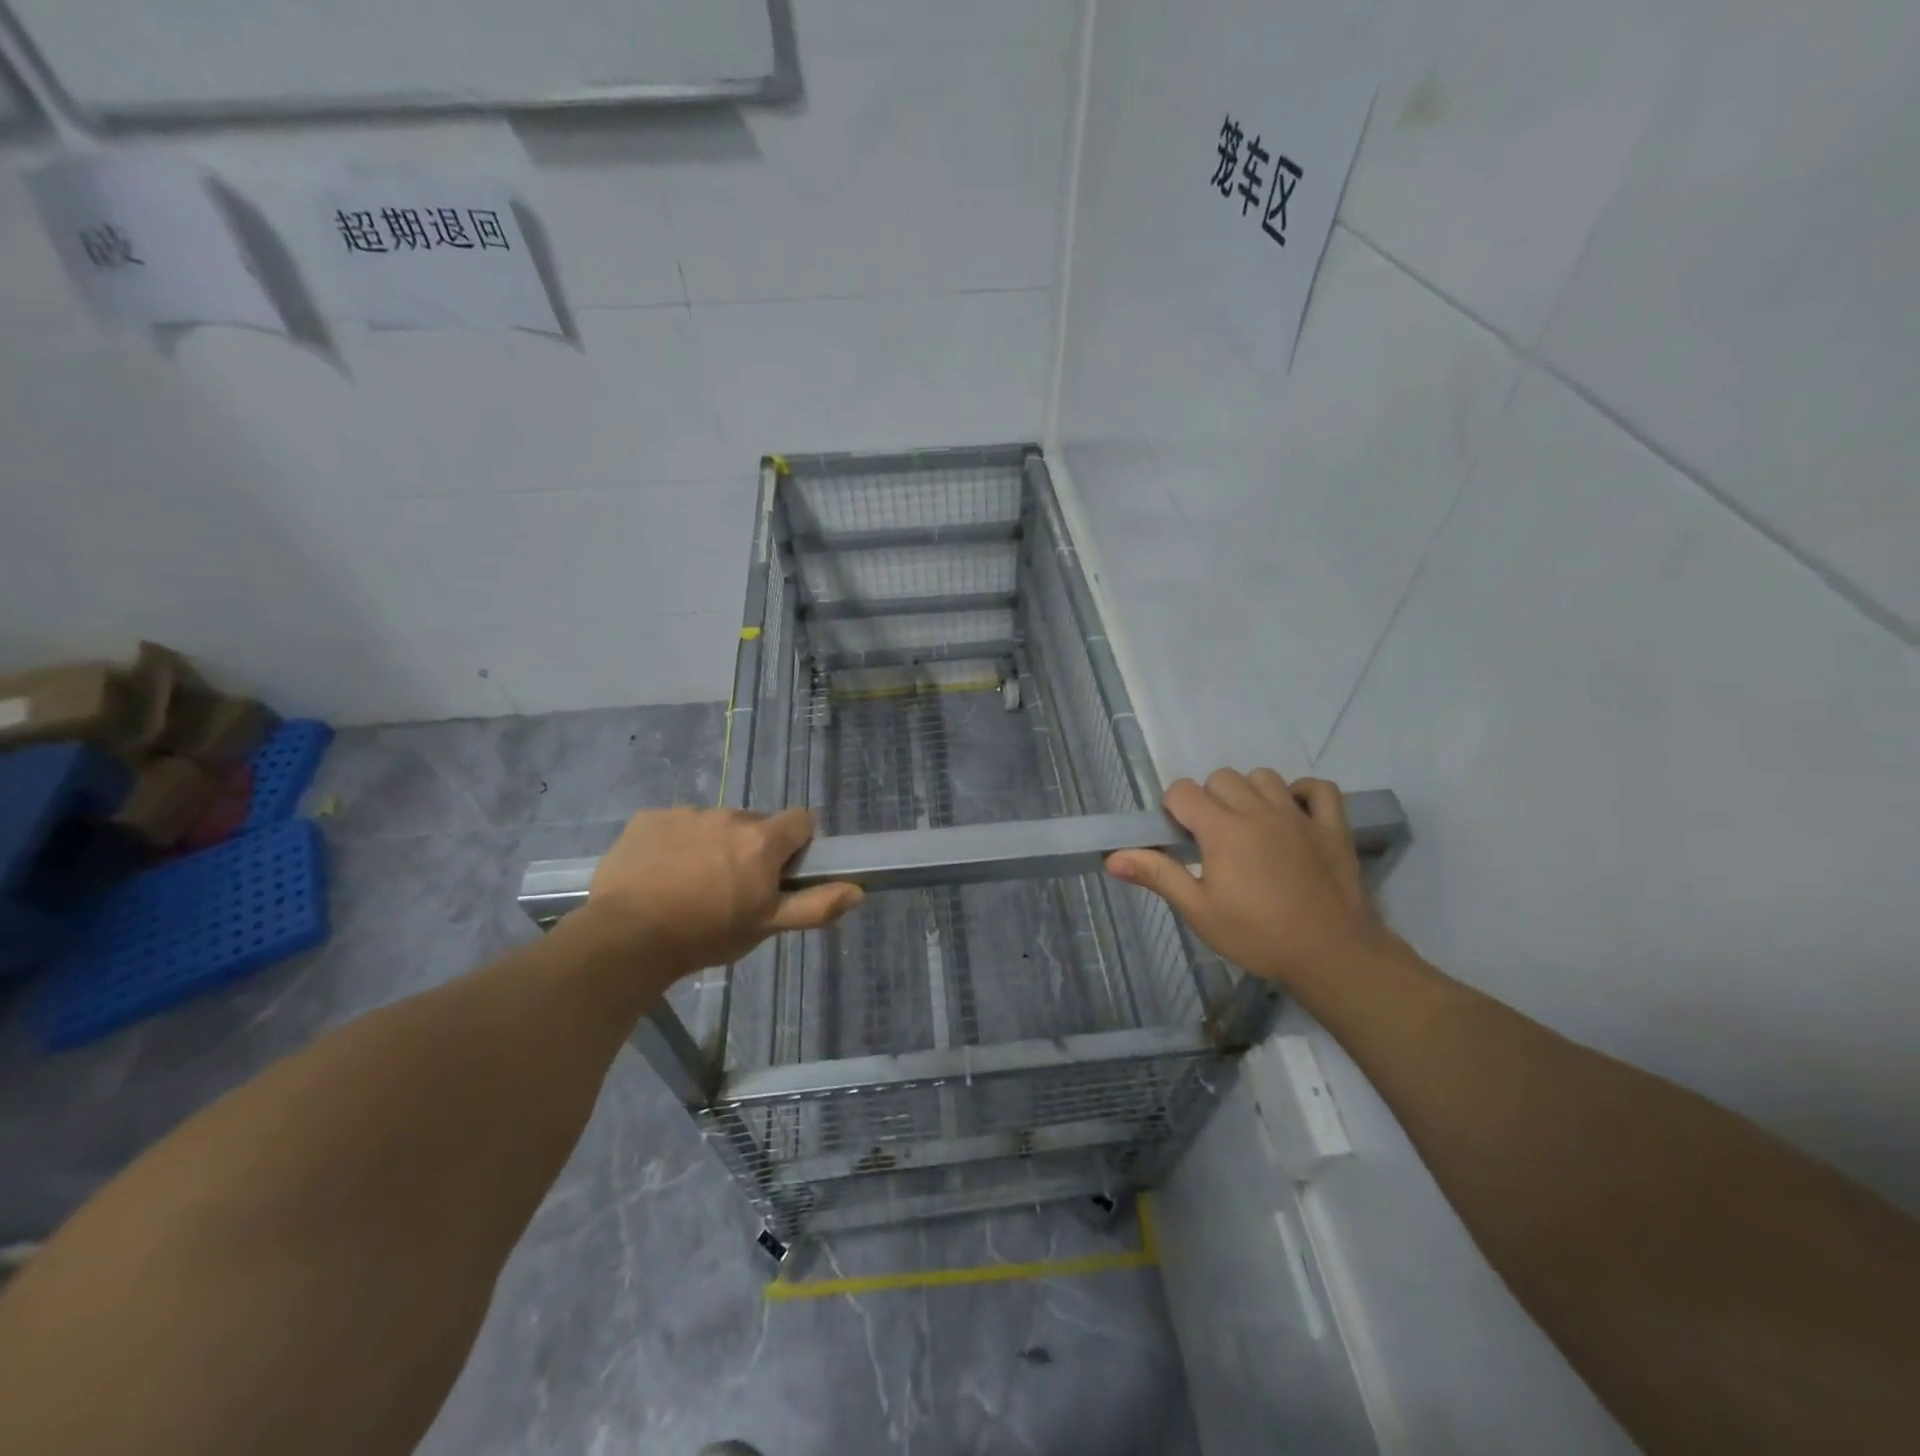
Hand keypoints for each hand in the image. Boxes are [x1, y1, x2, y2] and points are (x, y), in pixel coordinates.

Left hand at [580, 806, 862, 977]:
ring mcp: (686, 814)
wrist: (626, 939)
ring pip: (714, 824)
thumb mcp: (766, 927)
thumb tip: (859, 890)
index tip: (780, 873)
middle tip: (732, 888)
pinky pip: (675, 825)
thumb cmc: (705, 935)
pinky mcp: (649, 818)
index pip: (801, 820)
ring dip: (712, 845)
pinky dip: (675, 843)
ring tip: (690, 884)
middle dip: (751, 849)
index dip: (797, 845)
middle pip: (755, 824)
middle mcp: (728, 816)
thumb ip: (816, 906)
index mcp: (762, 840)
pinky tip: (660, 874)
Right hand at [1107, 768, 1383, 992]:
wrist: (1330, 954)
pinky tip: (1293, 814)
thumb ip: (1158, 875)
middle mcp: (1258, 811)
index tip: (1180, 839)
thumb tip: (1112, 857)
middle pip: (1221, 778)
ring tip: (1249, 827)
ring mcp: (1298, 815)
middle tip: (1213, 839)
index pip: (1183, 791)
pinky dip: (1303, 793)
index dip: (1174, 809)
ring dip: (1250, 793)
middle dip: (1209, 800)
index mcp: (1222, 829)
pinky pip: (1318, 789)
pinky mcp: (1332, 827)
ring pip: (1264, 777)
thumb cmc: (1257, 935)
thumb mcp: (1199, 910)